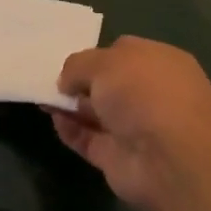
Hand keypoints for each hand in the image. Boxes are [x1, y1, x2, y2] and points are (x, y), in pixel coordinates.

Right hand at [52, 36, 210, 210]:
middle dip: (80, 81)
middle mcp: (150, 94)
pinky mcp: (118, 157)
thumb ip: (78, 65)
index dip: (96, 54)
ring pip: (96, 112)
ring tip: (41, 96)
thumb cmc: (145, 94)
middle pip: (108, 84)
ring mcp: (134, 128)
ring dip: (70, 105)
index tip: (70, 59)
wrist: (170, 159)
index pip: (124, 52)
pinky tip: (53, 118)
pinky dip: (70, 129)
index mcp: (159, 62)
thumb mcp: (105, 62)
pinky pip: (88, 139)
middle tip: (48, 78)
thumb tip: (67, 82)